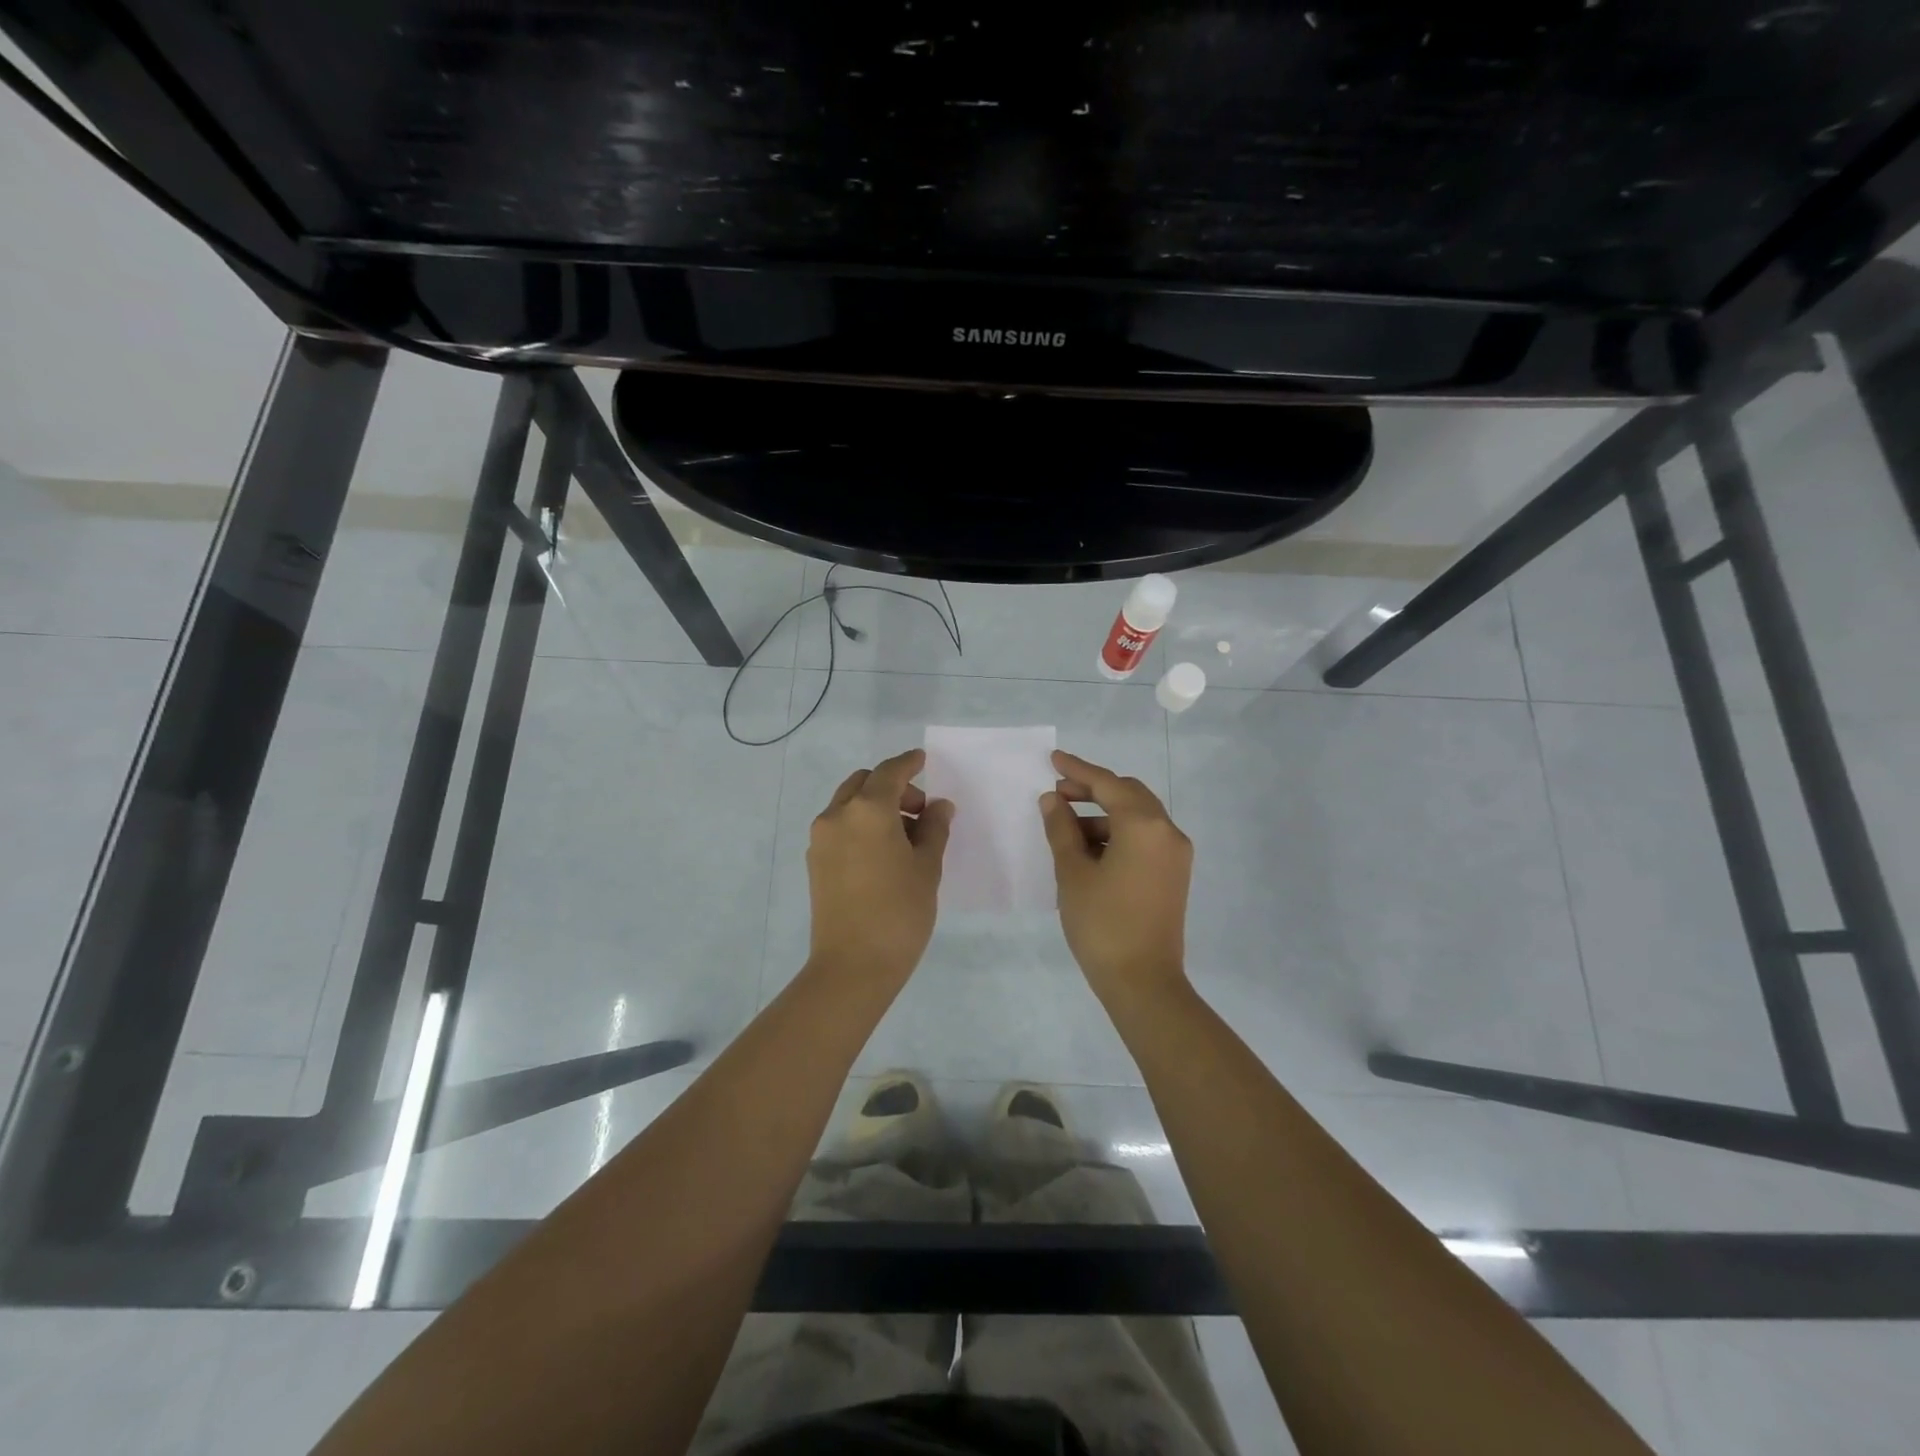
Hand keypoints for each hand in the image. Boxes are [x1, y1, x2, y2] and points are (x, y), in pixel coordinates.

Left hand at [807, 748, 954, 982]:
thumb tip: (939, 807)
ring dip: (875, 806)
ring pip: (849, 804)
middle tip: (920, 811)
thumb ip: (934, 829)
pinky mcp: (815, 862)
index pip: (890, 772)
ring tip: (906, 837)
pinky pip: (840, 827)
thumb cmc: (900, 912)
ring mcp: (821, 839)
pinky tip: (883, 853)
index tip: (924, 761)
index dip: (909, 763)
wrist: (853, 965)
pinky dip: (861, 825)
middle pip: (864, 783)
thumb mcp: (927, 867)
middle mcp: (837, 815)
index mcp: (868, 810)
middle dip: (892, 787)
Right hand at [1039, 749, 1192, 1004]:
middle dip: (1093, 790)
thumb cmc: (1102, 924)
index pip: (1108, 784)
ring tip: (1066, 827)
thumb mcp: (1072, 873)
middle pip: (1128, 794)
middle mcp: (1168, 832)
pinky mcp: (1174, 874)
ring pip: (1137, 817)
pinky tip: (1090, 849)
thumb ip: (1061, 829)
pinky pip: (1145, 838)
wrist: (1143, 982)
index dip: (1078, 770)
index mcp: (1144, 825)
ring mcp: (1175, 854)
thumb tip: (1052, 801)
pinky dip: (1118, 834)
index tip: (1053, 759)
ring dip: (1103, 814)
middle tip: (1058, 793)